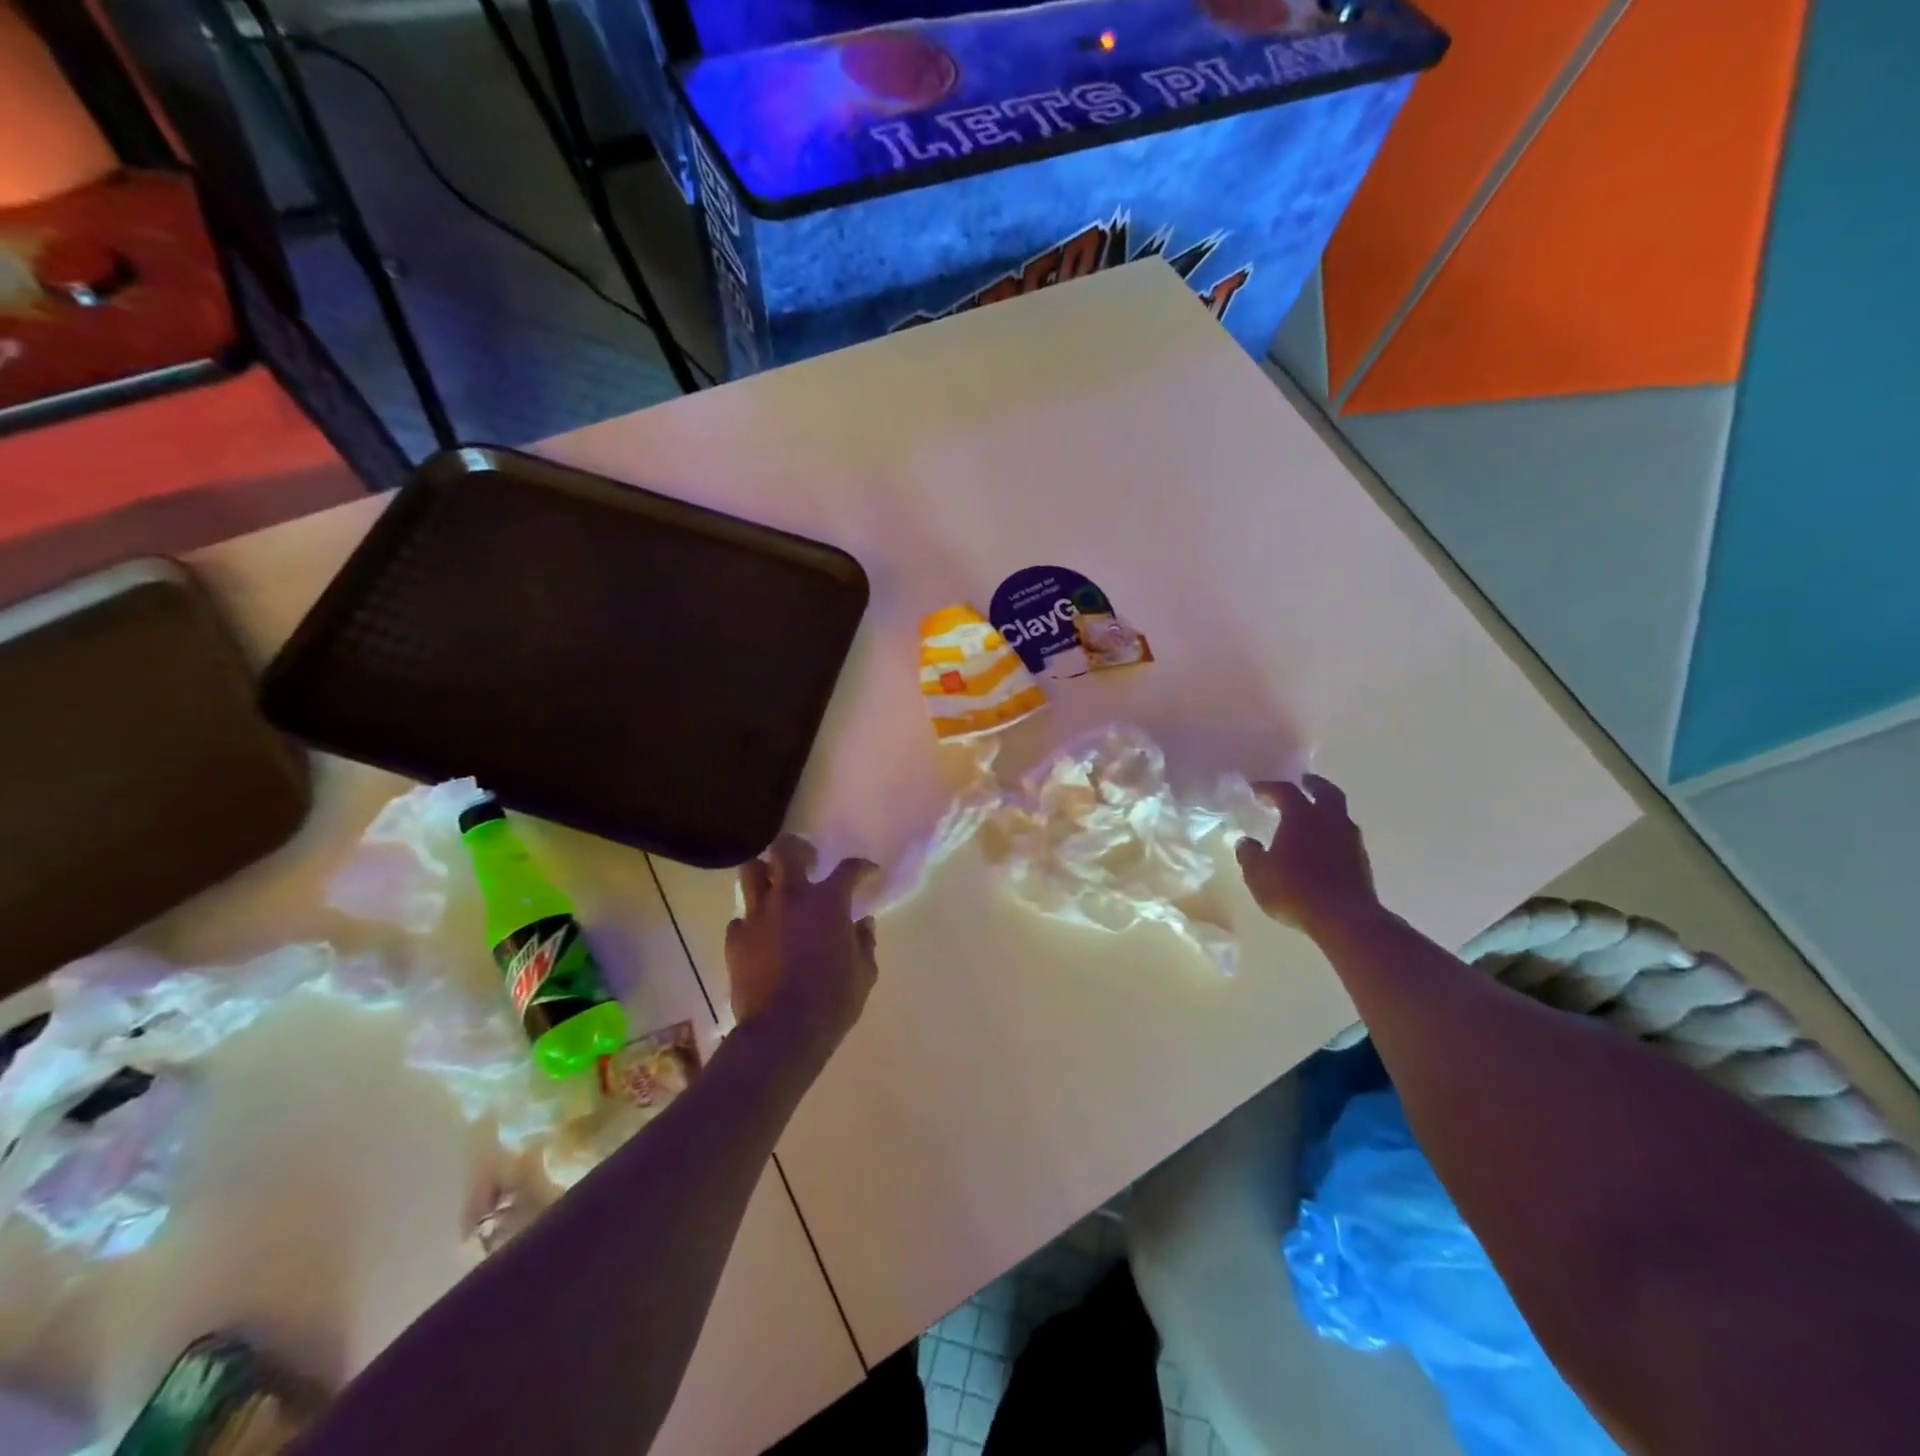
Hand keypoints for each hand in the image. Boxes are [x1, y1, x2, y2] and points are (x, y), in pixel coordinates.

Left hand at [726, 835, 877, 1062]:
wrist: (781, 1033)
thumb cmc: (831, 1002)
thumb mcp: (864, 974)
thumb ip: (864, 943)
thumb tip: (862, 924)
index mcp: (828, 902)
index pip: (848, 869)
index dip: (861, 868)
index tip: (867, 872)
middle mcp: (791, 898)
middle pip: (786, 850)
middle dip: (798, 849)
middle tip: (808, 861)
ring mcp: (758, 916)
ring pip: (752, 872)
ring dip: (766, 873)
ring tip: (776, 886)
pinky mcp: (735, 939)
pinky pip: (740, 918)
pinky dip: (751, 920)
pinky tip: (760, 933)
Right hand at [1235, 774, 1378, 938]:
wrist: (1345, 919)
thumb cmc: (1295, 890)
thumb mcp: (1258, 875)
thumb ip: (1249, 855)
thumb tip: (1246, 842)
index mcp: (1301, 816)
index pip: (1285, 790)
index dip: (1268, 787)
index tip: (1256, 789)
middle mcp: (1330, 820)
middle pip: (1326, 791)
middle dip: (1313, 785)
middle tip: (1303, 783)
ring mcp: (1350, 839)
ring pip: (1340, 813)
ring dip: (1326, 810)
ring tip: (1312, 817)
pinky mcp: (1362, 860)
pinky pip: (1346, 835)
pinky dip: (1333, 833)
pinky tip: (1323, 846)